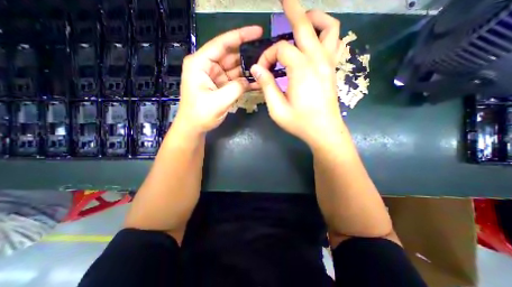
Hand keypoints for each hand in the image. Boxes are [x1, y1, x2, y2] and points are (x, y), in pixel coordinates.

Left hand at [172, 24, 261, 133]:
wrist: (194, 127)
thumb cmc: (200, 114)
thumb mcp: (218, 101)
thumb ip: (236, 88)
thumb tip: (250, 80)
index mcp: (200, 64)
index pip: (222, 44)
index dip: (240, 36)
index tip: (258, 32)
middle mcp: (207, 66)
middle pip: (230, 55)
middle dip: (247, 56)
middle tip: (265, 57)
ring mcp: (214, 75)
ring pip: (234, 68)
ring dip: (248, 70)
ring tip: (264, 71)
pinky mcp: (220, 84)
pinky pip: (235, 79)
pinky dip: (244, 81)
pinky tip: (256, 82)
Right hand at [252, 0, 343, 146]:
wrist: (324, 131)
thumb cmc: (300, 122)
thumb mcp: (277, 109)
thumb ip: (267, 86)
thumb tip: (257, 68)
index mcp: (301, 69)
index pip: (280, 50)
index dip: (267, 57)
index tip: (262, 70)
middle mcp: (317, 60)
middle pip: (306, 25)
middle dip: (293, 10)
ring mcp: (329, 64)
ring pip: (328, 28)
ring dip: (315, 19)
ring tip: (302, 20)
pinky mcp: (333, 70)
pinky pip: (335, 43)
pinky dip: (326, 34)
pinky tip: (317, 39)